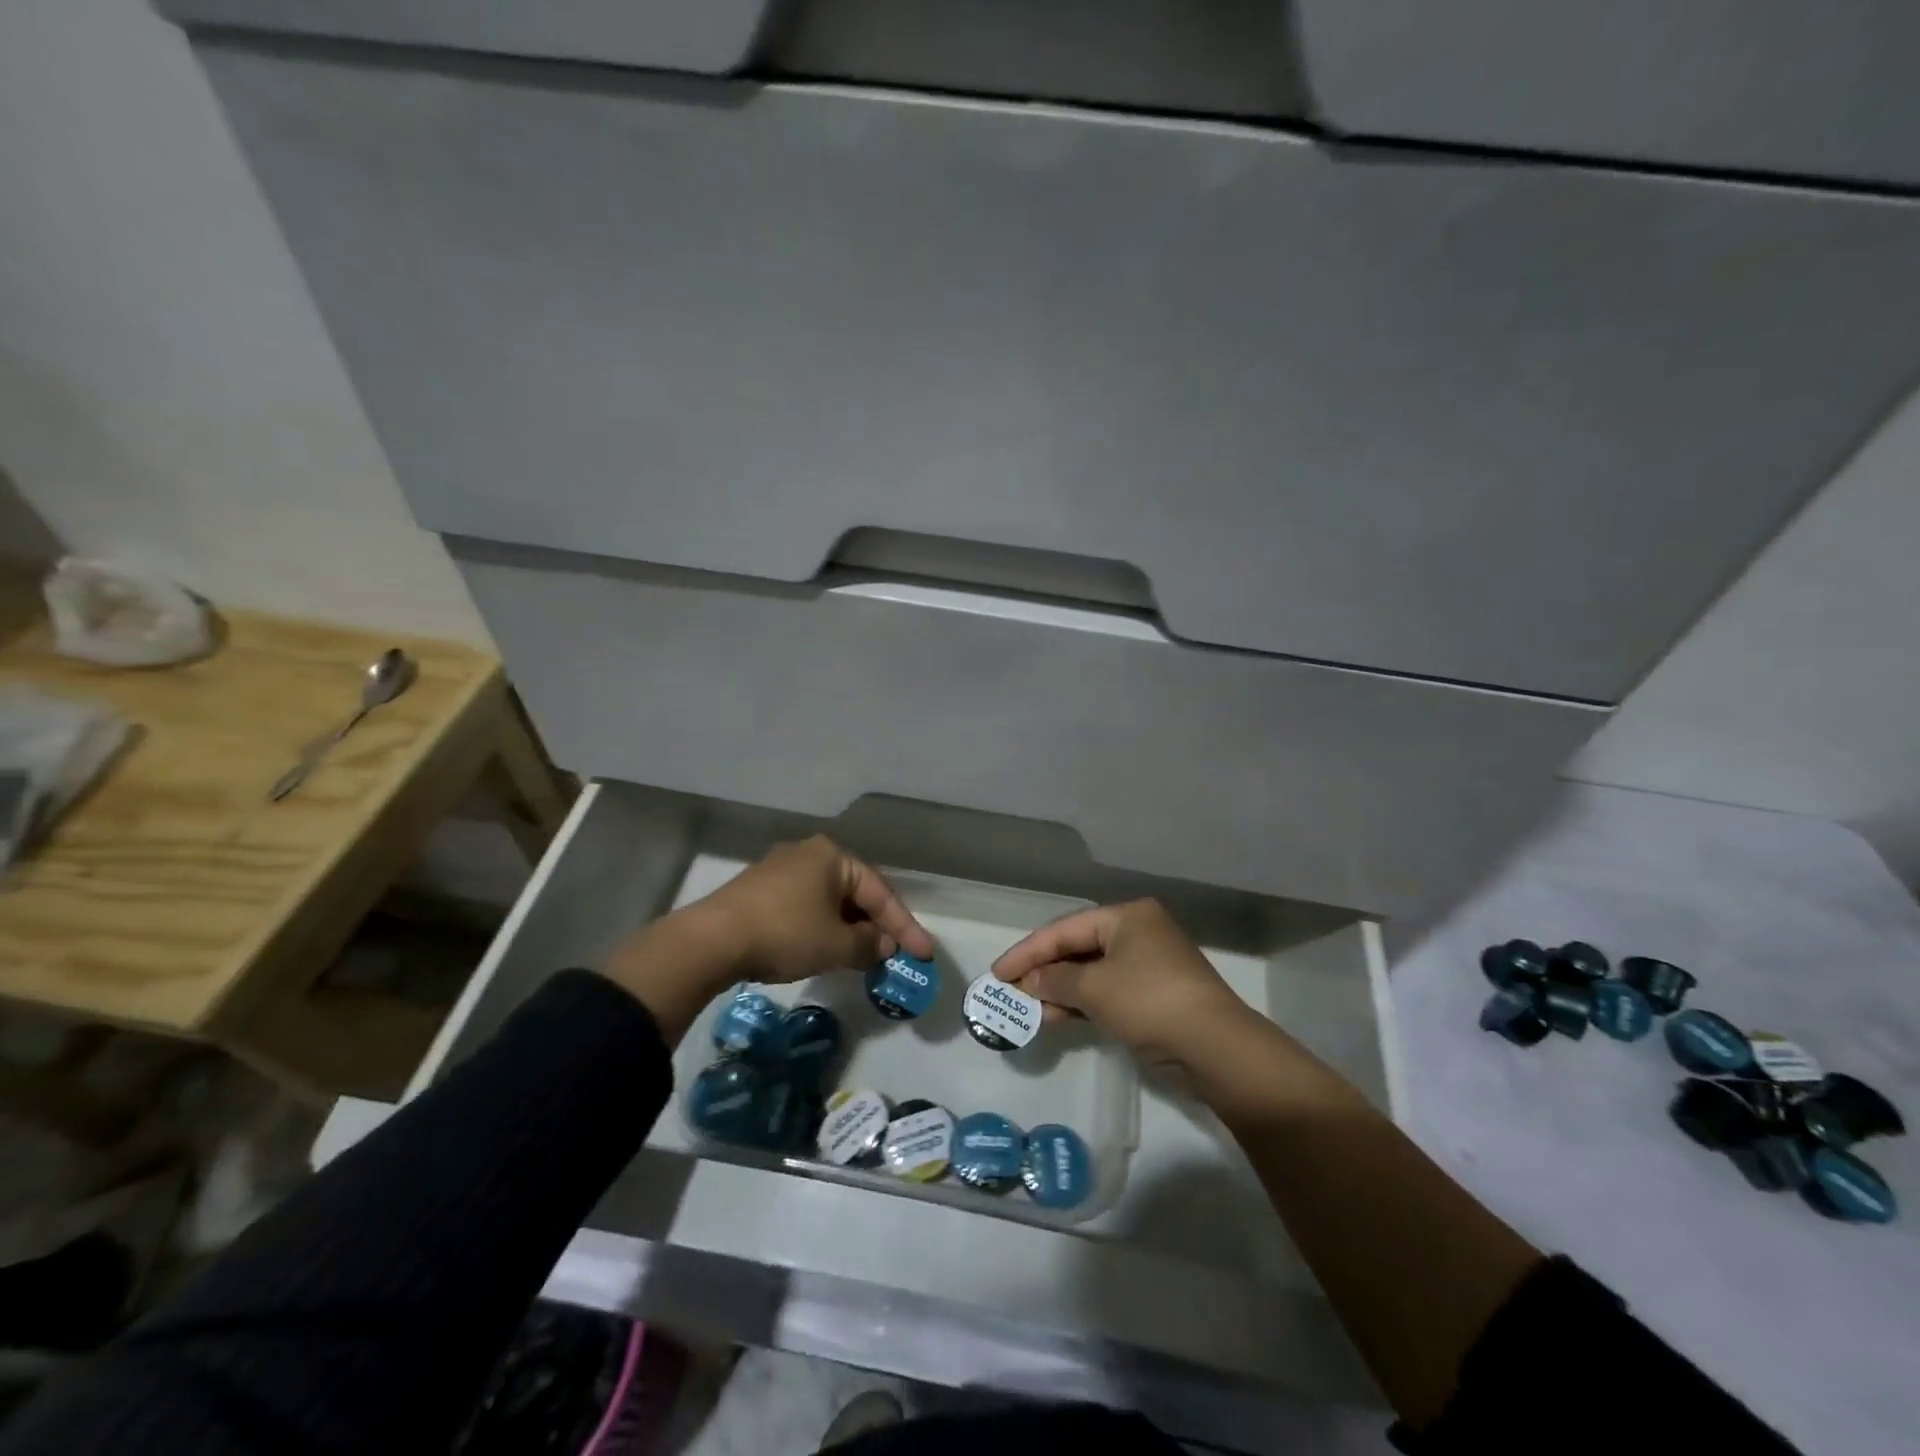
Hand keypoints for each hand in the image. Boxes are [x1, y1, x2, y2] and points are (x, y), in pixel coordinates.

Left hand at [603, 836, 934, 1037]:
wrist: (712, 940)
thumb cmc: (785, 933)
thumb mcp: (835, 945)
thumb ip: (867, 945)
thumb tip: (883, 945)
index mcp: (833, 856)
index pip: (880, 892)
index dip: (905, 926)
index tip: (923, 954)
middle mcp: (809, 854)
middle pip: (855, 893)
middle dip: (877, 926)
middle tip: (895, 955)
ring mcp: (781, 870)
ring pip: (830, 901)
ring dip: (850, 929)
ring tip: (865, 957)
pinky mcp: (761, 890)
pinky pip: (806, 907)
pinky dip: (823, 928)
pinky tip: (827, 949)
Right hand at [992, 899, 1253, 1070]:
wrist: (1217, 1050)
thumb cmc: (1150, 1002)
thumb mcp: (1095, 989)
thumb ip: (1055, 981)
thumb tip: (1029, 982)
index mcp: (1127, 916)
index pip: (1065, 928)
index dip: (1028, 951)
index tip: (998, 973)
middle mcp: (1139, 932)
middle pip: (1078, 947)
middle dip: (1044, 971)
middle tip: (1011, 991)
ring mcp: (1149, 964)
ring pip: (1092, 972)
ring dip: (1061, 991)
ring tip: (1030, 1011)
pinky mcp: (1155, 995)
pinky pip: (1108, 991)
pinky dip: (1083, 1003)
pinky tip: (1059, 1019)